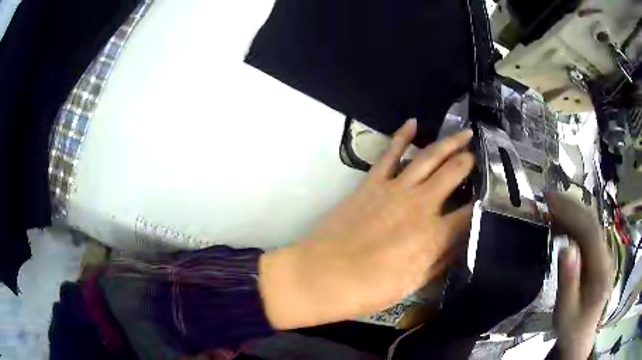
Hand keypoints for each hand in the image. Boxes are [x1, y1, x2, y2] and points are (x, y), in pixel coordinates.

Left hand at [259, 119, 474, 328]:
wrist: (323, 276)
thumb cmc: (370, 289)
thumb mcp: (414, 284)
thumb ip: (440, 262)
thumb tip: (459, 244)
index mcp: (435, 235)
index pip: (469, 212)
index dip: (482, 202)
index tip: (488, 193)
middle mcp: (421, 205)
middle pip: (454, 173)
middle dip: (469, 162)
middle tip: (478, 154)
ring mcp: (395, 189)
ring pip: (429, 157)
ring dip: (449, 143)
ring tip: (464, 133)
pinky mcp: (371, 183)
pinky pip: (389, 154)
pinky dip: (401, 136)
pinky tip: (413, 123)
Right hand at [548, 192, 612, 359]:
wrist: (581, 335)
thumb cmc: (571, 327)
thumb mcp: (566, 312)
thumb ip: (568, 282)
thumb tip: (566, 249)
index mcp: (601, 272)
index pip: (591, 232)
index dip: (572, 212)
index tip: (551, 201)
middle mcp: (606, 257)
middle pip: (592, 222)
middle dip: (571, 206)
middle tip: (547, 198)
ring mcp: (603, 255)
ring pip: (591, 224)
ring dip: (572, 213)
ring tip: (550, 210)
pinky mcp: (597, 256)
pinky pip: (587, 233)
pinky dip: (573, 224)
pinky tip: (560, 226)